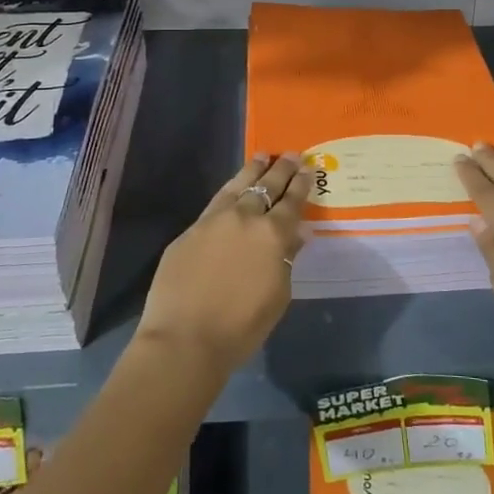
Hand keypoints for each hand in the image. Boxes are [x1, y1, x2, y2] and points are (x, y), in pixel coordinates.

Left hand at [136, 153, 313, 376]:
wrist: (185, 339)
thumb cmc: (241, 327)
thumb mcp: (278, 296)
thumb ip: (287, 260)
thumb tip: (296, 235)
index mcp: (273, 234)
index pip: (292, 202)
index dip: (302, 184)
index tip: (308, 168)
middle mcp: (245, 218)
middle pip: (267, 186)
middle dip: (281, 169)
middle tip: (291, 154)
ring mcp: (214, 220)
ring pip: (238, 186)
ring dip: (253, 170)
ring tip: (262, 156)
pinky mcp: (190, 230)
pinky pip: (216, 202)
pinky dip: (230, 190)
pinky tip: (233, 188)